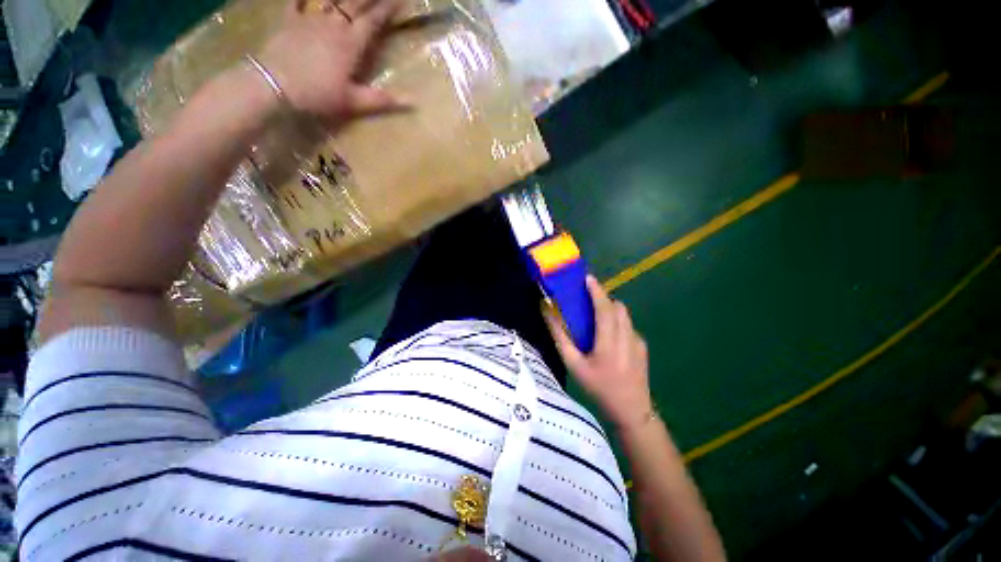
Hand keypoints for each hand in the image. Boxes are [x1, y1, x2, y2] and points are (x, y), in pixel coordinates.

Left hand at [258, 0, 404, 122]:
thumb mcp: (355, 102)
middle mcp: (334, 24)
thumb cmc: (318, 94)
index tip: (400, 0)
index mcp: (351, 43)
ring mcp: (310, 19)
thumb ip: (384, 100)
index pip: (374, 20)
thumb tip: (415, 103)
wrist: (274, 85)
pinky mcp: (290, 21)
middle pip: (355, 2)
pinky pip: (297, 0)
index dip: (388, 8)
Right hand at [545, 276, 652, 429]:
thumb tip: (548, 313)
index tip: (587, 278)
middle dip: (603, 298)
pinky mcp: (643, 346)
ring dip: (610, 309)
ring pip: (624, 315)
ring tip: (595, 316)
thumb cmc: (598, 388)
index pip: (604, 308)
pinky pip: (628, 325)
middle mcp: (627, 336)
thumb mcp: (574, 365)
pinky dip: (617, 321)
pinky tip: (608, 337)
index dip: (596, 291)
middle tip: (587, 299)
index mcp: (609, 341)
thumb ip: (560, 337)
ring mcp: (638, 341)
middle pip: (617, 307)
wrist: (631, 411)